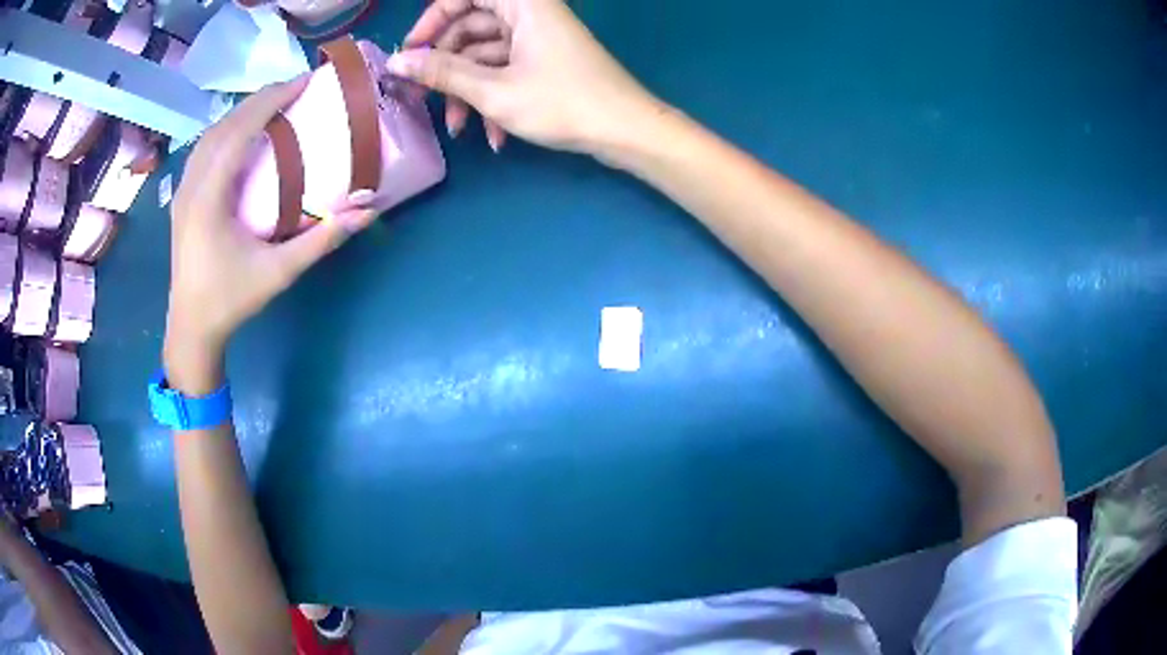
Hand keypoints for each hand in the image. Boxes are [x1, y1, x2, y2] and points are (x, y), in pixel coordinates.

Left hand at [166, 79, 374, 391]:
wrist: (191, 330)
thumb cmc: (231, 301)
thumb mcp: (279, 272)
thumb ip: (322, 240)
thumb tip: (367, 212)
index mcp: (209, 197)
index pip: (239, 131)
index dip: (271, 101)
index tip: (303, 82)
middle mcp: (191, 186)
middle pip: (223, 126)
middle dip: (259, 100)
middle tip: (295, 89)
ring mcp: (182, 192)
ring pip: (210, 136)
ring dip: (241, 114)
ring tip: (271, 106)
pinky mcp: (182, 200)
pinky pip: (203, 152)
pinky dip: (225, 132)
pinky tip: (241, 136)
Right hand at [387, 0, 663, 154]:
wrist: (626, 131)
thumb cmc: (563, 103)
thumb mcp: (495, 90)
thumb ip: (443, 73)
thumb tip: (397, 62)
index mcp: (522, 5)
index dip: (432, 20)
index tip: (411, 53)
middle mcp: (529, 14)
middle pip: (470, 28)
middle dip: (446, 67)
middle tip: (424, 99)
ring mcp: (539, 38)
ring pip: (486, 55)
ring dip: (469, 92)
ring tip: (461, 130)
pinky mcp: (546, 62)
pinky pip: (507, 71)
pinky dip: (495, 99)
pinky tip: (494, 136)